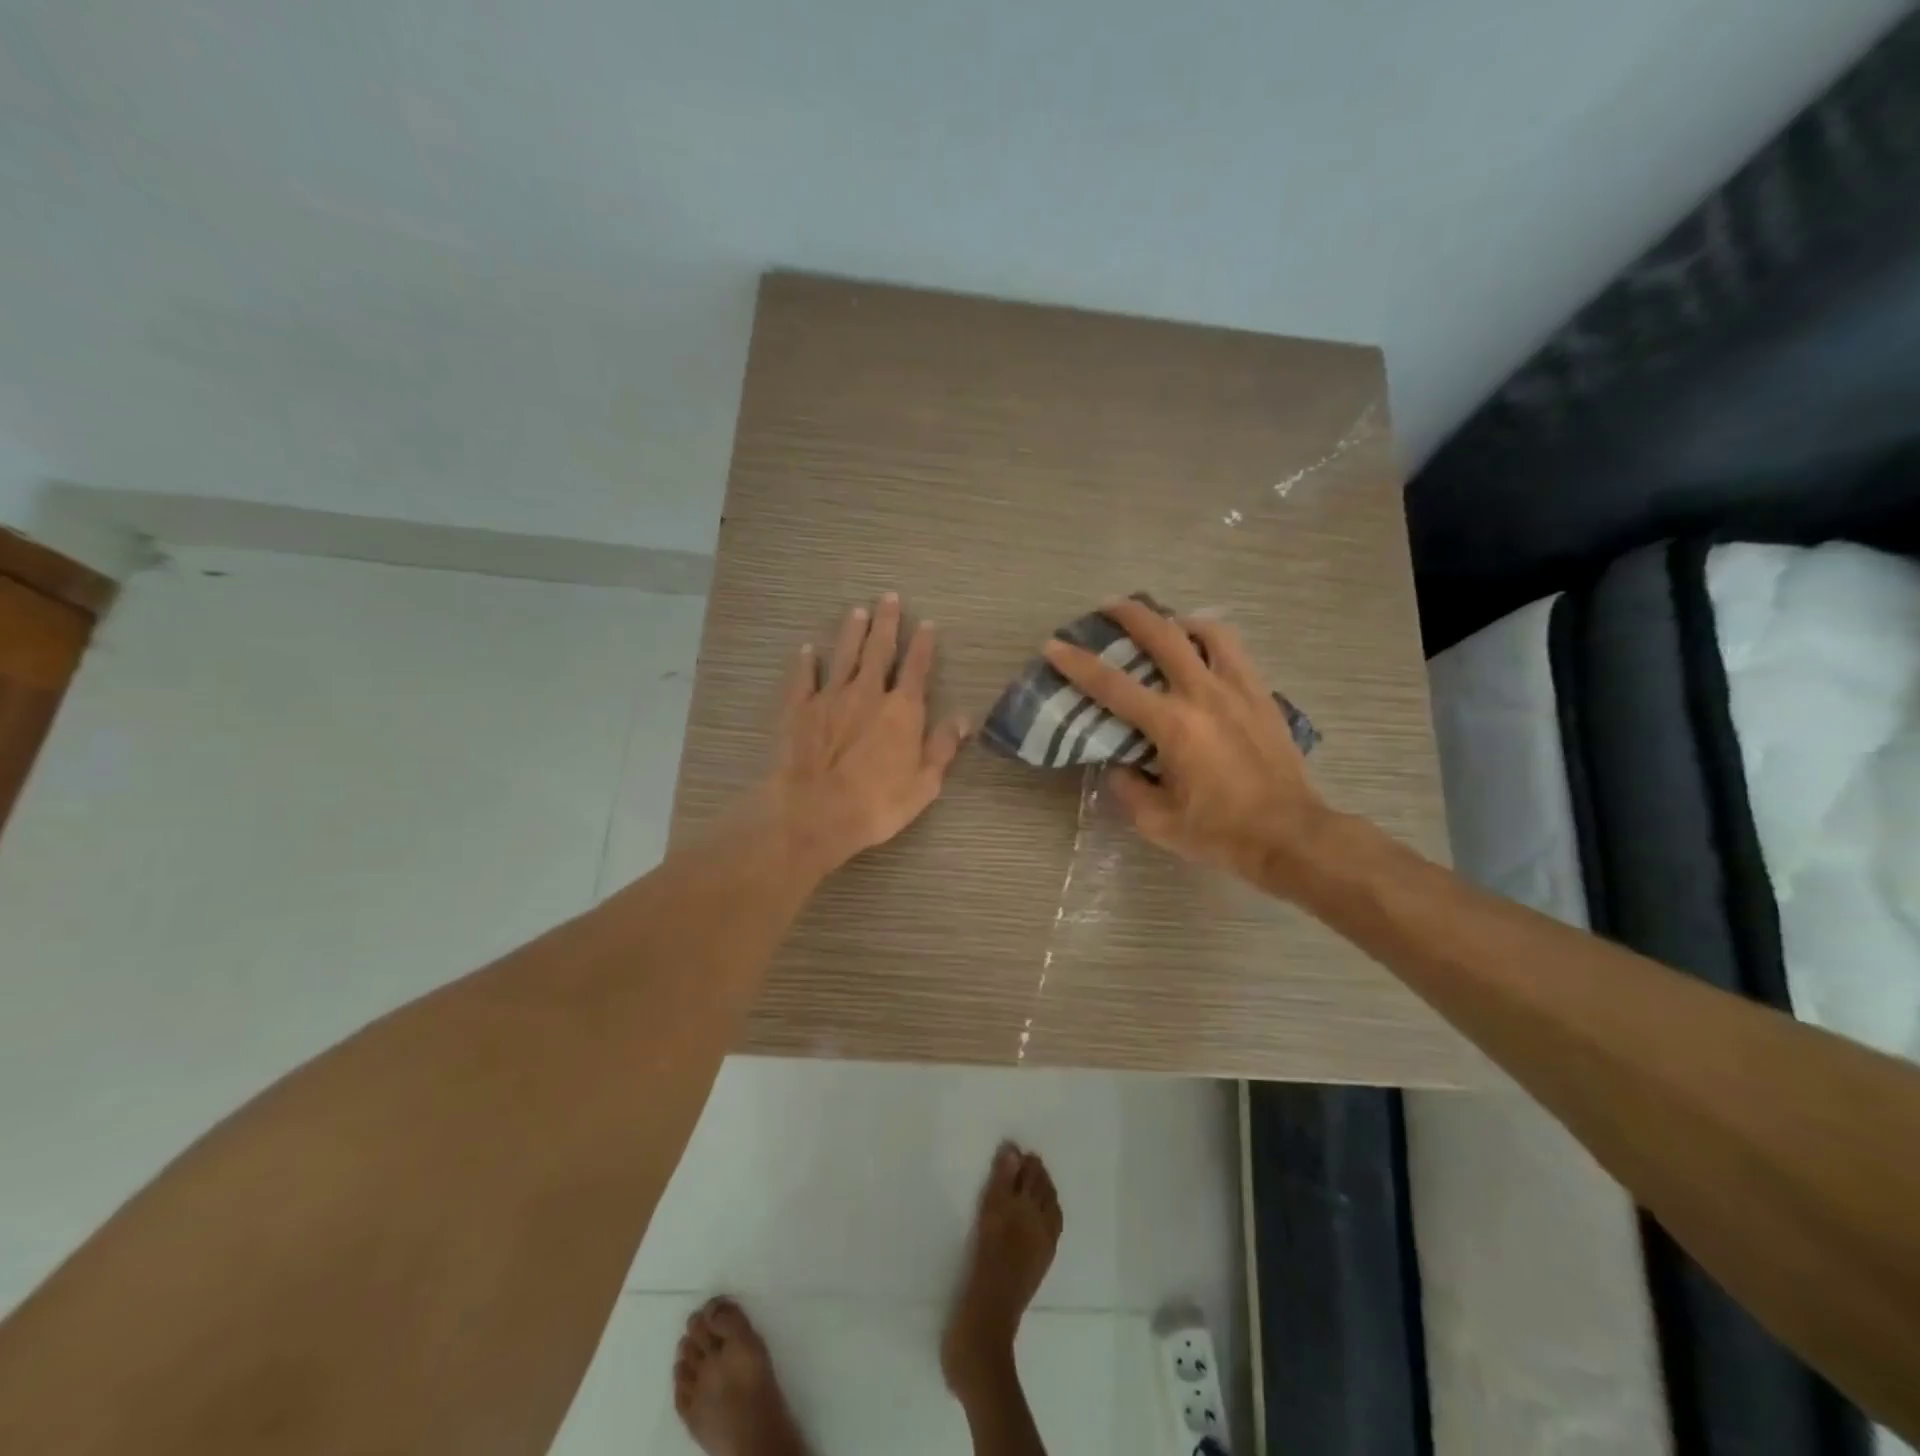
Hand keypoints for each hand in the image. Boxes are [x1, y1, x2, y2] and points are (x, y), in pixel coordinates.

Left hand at [759, 592, 970, 875]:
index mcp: (902, 710)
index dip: (923, 645)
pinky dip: (807, 662)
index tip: (926, 623)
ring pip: (844, 655)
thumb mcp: (924, 783)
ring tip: (857, 611)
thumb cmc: (876, 804)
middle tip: (888, 597)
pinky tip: (808, 650)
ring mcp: (830, 697)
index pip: (917, 668)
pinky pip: (804, 678)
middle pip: (879, 650)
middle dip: (886, 623)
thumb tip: (963, 719)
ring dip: (852, 632)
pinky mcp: (799, 708)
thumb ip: (943, 747)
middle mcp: (868, 693)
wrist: (814, 812)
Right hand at [1043, 599, 1332, 892]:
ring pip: (1207, 631)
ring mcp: (1238, 689)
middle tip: (1108, 607)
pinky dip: (1211, 640)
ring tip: (1164, 626)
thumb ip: (1127, 788)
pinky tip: (1203, 652)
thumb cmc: (1220, 832)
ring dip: (1177, 621)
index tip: (1053, 645)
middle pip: (1162, 636)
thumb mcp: (1156, 822)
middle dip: (1129, 615)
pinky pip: (1234, 651)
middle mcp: (1203, 694)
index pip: (1112, 686)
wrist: (1290, 835)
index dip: (1077, 664)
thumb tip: (1119, 764)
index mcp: (1173, 725)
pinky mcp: (1262, 696)